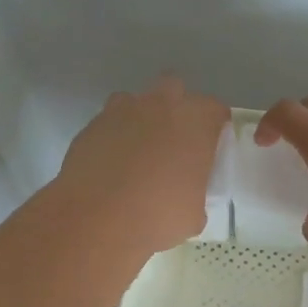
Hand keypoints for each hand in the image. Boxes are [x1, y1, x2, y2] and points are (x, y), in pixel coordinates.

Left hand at [55, 75, 229, 255]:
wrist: (97, 219)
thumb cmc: (158, 217)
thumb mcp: (194, 213)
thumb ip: (196, 192)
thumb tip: (188, 196)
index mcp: (195, 123)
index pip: (215, 109)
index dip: (214, 126)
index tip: (209, 147)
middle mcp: (160, 105)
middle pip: (174, 87)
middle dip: (175, 106)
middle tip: (173, 141)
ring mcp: (122, 111)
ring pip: (135, 101)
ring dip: (140, 118)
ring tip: (137, 152)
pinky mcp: (92, 125)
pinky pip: (108, 122)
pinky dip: (113, 137)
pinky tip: (110, 165)